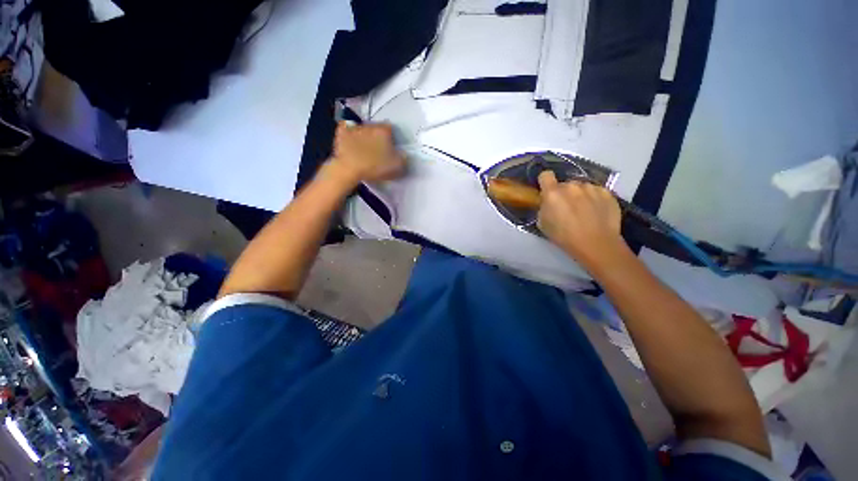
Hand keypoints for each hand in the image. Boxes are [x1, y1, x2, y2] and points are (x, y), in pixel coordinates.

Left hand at [328, 122, 405, 184]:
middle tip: (378, 150)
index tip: (391, 148)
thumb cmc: (375, 167)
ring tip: (364, 149)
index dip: (392, 139)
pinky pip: (347, 129)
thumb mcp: (397, 166)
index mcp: (384, 131)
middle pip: (376, 128)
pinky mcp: (342, 133)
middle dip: (378, 136)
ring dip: (365, 136)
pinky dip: (349, 134)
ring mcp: (355, 128)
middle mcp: (370, 125)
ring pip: (362, 129)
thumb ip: (403, 158)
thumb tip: (404, 154)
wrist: (349, 169)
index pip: (391, 129)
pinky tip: (351, 141)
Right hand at [537, 171, 624, 265]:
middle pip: (564, 184)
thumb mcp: (543, 224)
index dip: (545, 182)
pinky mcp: (607, 192)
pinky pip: (596, 192)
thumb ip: (544, 208)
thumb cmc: (564, 237)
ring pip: (581, 187)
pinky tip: (596, 212)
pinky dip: (594, 199)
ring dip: (579, 195)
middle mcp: (572, 185)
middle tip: (566, 208)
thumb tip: (548, 203)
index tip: (546, 191)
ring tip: (584, 211)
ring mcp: (591, 187)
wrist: (596, 244)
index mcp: (553, 193)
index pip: (545, 175)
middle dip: (564, 193)